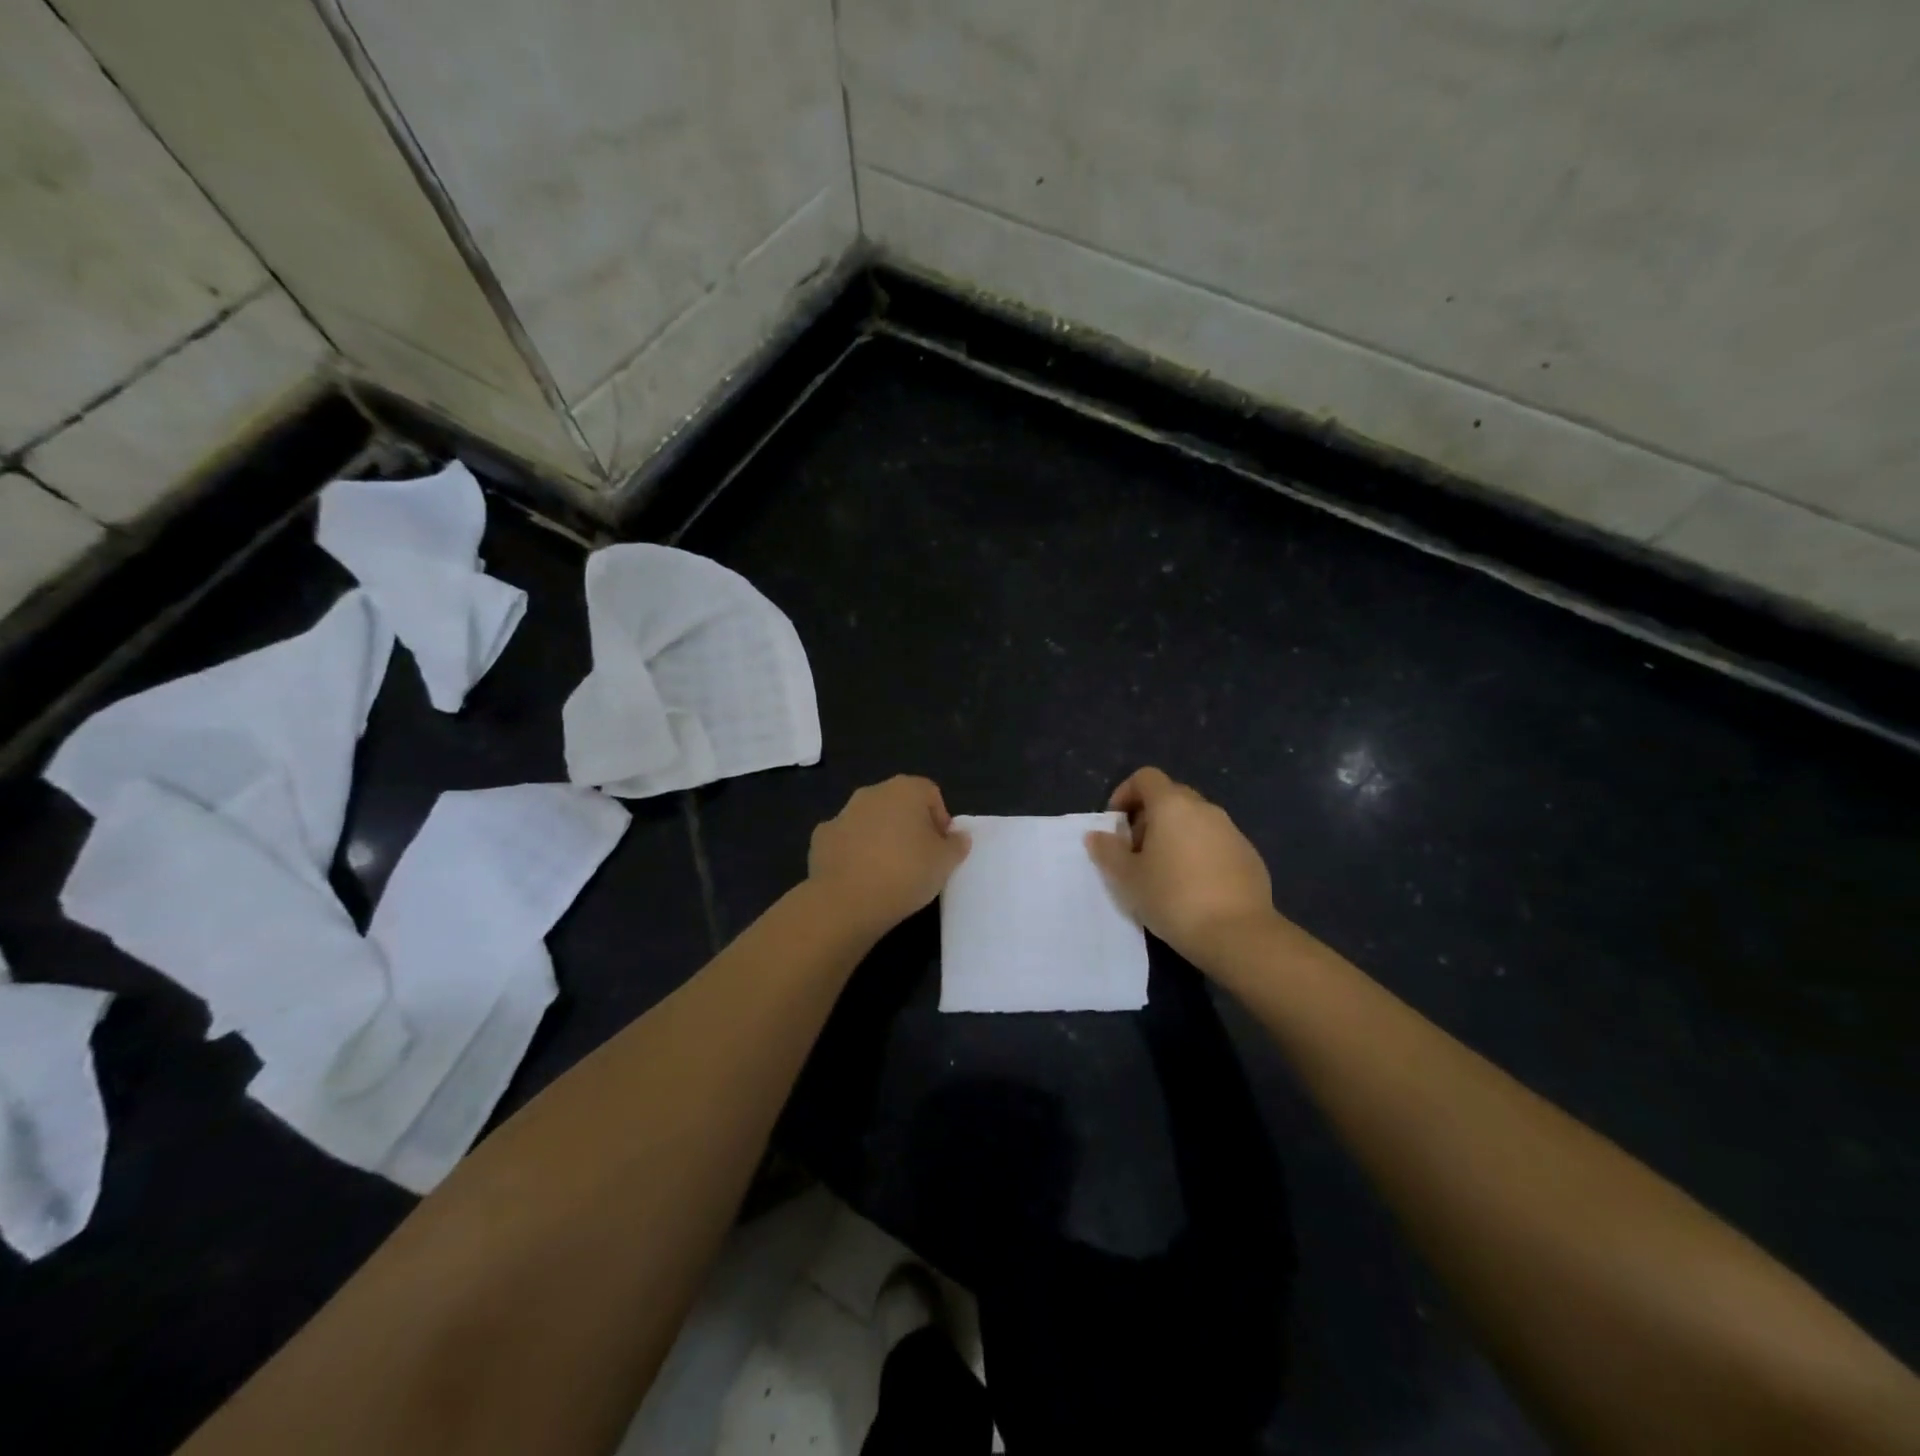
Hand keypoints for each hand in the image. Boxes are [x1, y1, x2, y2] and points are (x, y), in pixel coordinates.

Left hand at [807, 776, 970, 936]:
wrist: (846, 900)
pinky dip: (854, 852)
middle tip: (919, 859)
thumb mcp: (945, 862)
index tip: (941, 848)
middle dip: (910, 826)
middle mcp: (872, 793)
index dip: (940, 820)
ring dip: (881, 837)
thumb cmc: (905, 873)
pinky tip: (861, 877)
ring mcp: (843, 813)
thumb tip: (958, 836)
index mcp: (905, 790)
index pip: (931, 794)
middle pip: (899, 804)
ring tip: (889, 871)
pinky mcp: (822, 837)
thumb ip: (957, 845)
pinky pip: (846, 840)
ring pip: (871, 821)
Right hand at [1086, 767, 1276, 963]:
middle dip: (1149, 817)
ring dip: (1175, 836)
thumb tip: (1096, 834)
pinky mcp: (1249, 855)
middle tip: (1136, 851)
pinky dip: (1199, 853)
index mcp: (1172, 805)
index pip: (1146, 777)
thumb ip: (1108, 851)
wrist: (1238, 934)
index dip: (1125, 793)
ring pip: (1195, 821)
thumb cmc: (1173, 898)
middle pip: (1171, 796)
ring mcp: (1231, 831)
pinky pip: (1216, 842)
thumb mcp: (1127, 878)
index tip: (1116, 824)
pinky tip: (1194, 887)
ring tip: (1164, 872)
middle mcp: (1205, 809)